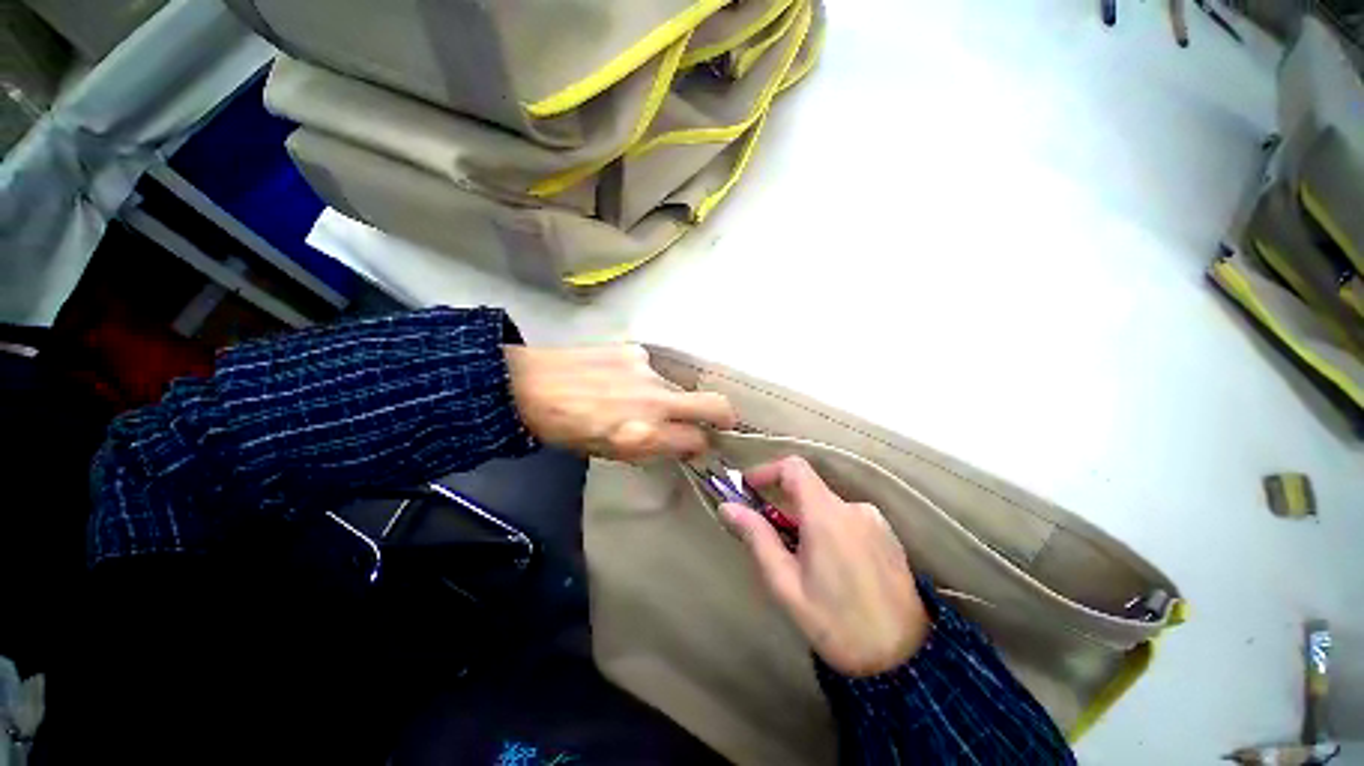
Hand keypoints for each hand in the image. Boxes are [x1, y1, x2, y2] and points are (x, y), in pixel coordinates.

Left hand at [504, 345, 736, 461]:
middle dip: (724, 417)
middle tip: (718, 421)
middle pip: (715, 406)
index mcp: (645, 435)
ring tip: (632, 400)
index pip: (698, 441)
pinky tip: (614, 380)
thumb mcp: (607, 452)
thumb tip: (675, 444)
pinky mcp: (634, 350)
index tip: (697, 446)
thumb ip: (647, 448)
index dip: (701, 446)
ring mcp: (647, 372)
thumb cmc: (563, 430)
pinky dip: (642, 378)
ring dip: (668, 397)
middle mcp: (655, 402)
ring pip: (677, 387)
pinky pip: (651, 369)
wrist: (528, 386)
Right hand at [722, 456, 930, 676]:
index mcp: (828, 516)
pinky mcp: (891, 538)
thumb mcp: (786, 586)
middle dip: (787, 514)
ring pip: (833, 513)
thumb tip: (729, 507)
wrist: (895, 649)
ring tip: (806, 576)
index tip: (746, 492)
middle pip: (813, 494)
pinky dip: (835, 539)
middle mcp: (856, 509)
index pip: (795, 468)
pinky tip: (835, 578)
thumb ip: (759, 540)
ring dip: (812, 530)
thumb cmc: (833, 623)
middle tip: (772, 553)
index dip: (766, 472)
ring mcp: (878, 522)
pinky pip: (854, 527)